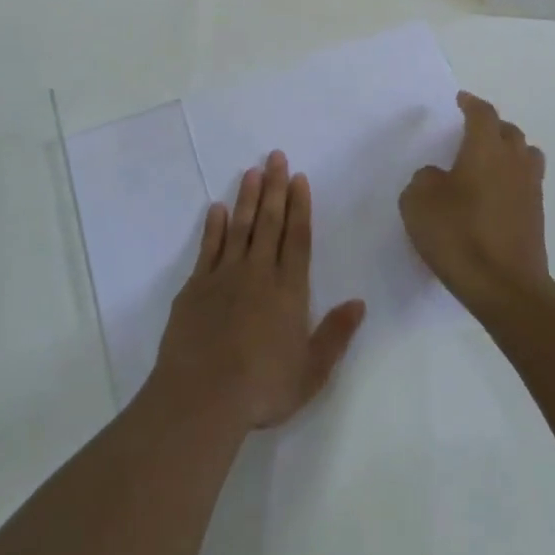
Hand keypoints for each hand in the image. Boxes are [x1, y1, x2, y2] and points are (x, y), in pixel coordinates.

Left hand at [150, 151, 365, 432]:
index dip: (300, 207)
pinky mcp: (195, 287)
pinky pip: (208, 247)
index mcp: (289, 290)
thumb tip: (359, 303)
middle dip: (274, 188)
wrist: (201, 397)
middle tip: (275, 156)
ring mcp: (224, 277)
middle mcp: (258, 273)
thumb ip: (336, 334)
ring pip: (239, 227)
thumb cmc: (262, 388)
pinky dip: (214, 226)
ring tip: (251, 171)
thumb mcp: (311, 371)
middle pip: (269, 222)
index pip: (298, 238)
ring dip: (246, 197)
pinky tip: (217, 209)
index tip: (299, 178)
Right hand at [400, 92, 549, 316]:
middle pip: (509, 131)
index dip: (471, 104)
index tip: (461, 100)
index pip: (483, 114)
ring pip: (525, 155)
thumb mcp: (418, 203)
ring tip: (488, 162)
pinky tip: (493, 194)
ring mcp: (530, 189)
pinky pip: (526, 182)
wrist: (505, 287)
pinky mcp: (536, 216)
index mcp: (485, 149)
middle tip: (471, 133)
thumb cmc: (458, 236)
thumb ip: (424, 180)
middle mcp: (513, 161)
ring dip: (508, 151)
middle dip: (491, 126)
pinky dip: (512, 179)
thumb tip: (438, 176)